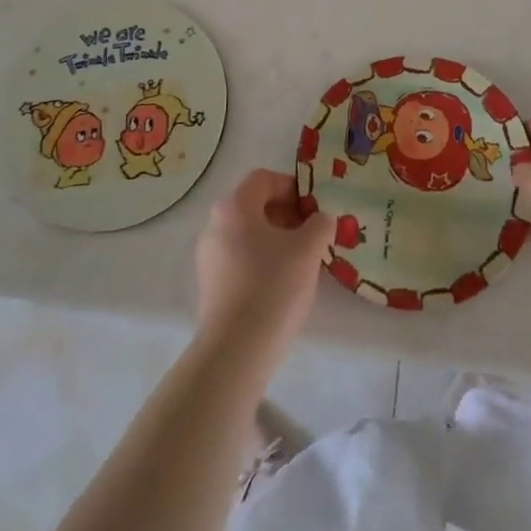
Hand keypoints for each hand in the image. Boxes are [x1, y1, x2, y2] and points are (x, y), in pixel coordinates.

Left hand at [195, 169, 334, 351]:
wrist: (236, 351)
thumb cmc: (273, 286)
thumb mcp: (308, 249)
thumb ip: (320, 224)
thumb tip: (322, 218)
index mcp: (234, 206)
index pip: (265, 179)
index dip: (293, 187)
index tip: (315, 209)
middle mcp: (215, 224)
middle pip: (255, 205)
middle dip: (287, 214)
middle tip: (313, 234)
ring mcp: (209, 256)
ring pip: (248, 234)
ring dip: (276, 239)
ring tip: (302, 261)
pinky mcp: (210, 285)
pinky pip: (240, 258)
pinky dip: (262, 260)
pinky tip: (282, 284)